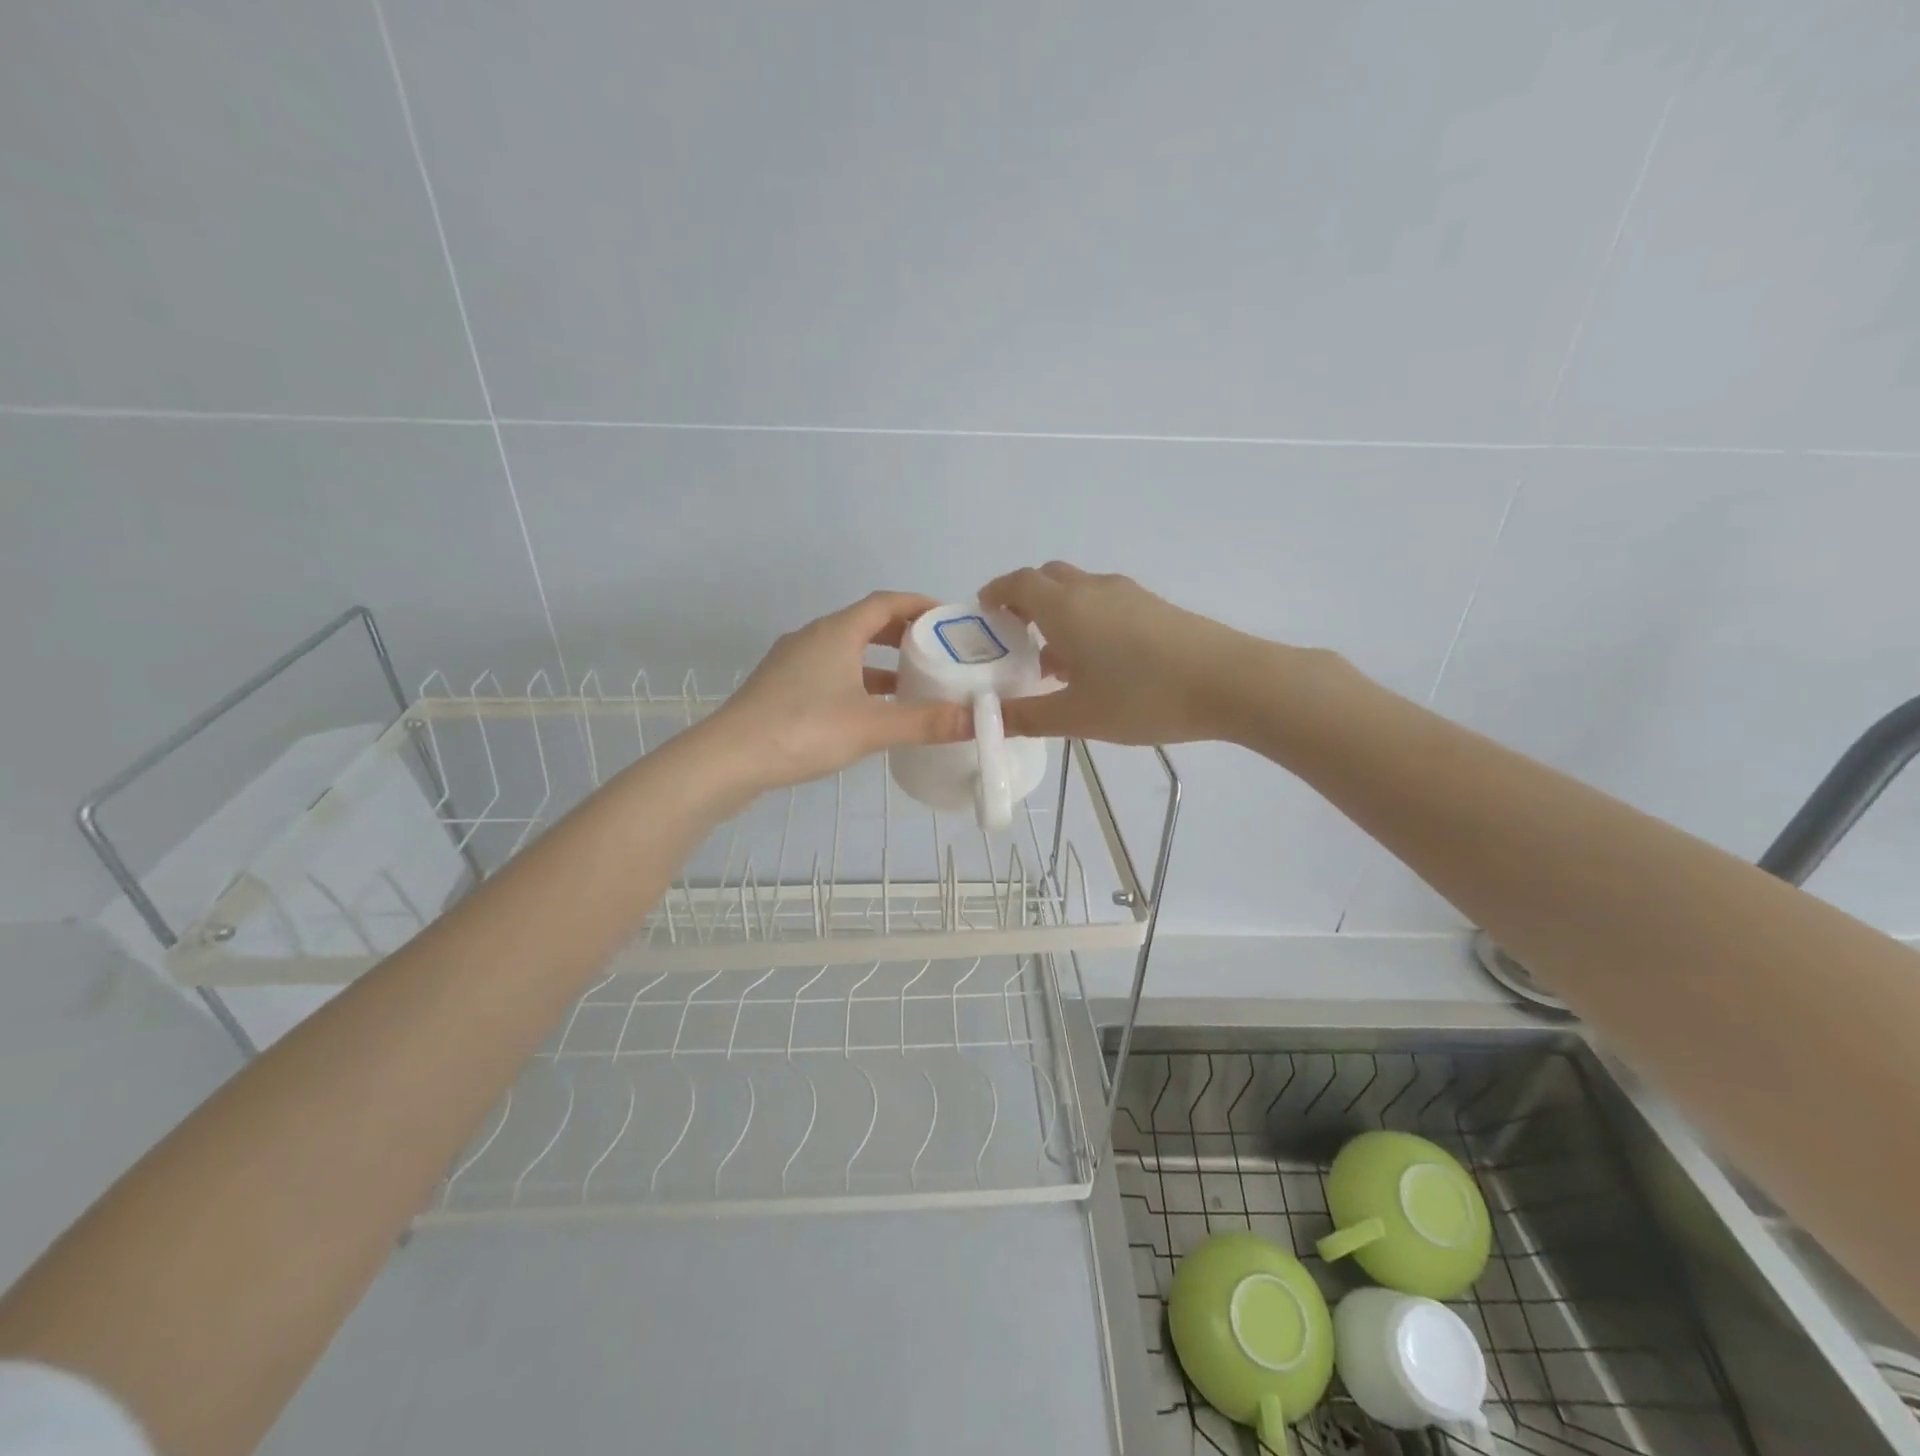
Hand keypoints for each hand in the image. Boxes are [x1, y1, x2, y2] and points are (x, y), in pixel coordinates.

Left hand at [696, 591, 970, 792]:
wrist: (728, 759)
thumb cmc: (803, 730)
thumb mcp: (871, 727)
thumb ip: (925, 722)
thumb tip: (978, 720)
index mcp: (836, 632)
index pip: (886, 602)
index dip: (920, 605)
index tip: (949, 619)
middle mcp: (813, 637)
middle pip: (866, 623)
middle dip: (903, 635)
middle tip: (937, 652)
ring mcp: (792, 662)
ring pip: (846, 651)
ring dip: (879, 661)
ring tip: (912, 683)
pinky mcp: (780, 687)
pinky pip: (830, 672)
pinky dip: (857, 681)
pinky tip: (870, 711)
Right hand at [979, 563, 1266, 744]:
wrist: (1229, 682)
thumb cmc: (1143, 697)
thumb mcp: (1077, 716)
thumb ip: (1026, 716)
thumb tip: (984, 719)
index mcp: (1065, 607)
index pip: (1017, 583)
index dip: (995, 593)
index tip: (983, 614)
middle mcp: (1092, 589)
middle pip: (1047, 578)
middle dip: (1024, 601)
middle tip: (1016, 638)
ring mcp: (1128, 593)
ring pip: (1078, 589)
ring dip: (1057, 612)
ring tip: (1055, 659)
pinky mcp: (1154, 605)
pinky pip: (1105, 601)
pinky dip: (1086, 618)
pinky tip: (1099, 663)